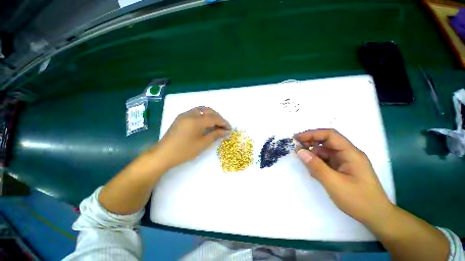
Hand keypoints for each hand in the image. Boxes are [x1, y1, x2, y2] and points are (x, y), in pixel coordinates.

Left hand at [153, 106, 230, 169]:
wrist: (163, 155)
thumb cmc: (184, 151)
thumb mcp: (202, 144)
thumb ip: (215, 135)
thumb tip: (226, 131)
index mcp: (196, 120)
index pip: (214, 118)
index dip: (223, 122)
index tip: (229, 128)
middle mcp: (190, 114)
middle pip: (208, 111)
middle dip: (218, 117)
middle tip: (223, 126)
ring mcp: (184, 115)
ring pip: (201, 110)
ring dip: (210, 115)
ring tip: (215, 124)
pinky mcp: (180, 118)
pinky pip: (195, 113)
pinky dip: (203, 116)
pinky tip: (205, 124)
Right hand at [293, 129, 394, 225]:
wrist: (376, 217)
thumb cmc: (358, 199)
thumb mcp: (334, 183)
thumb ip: (315, 165)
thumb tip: (299, 151)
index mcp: (350, 153)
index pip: (329, 135)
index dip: (312, 134)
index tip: (297, 139)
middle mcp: (348, 154)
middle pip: (326, 142)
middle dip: (310, 143)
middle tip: (297, 150)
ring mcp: (345, 162)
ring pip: (325, 152)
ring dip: (313, 156)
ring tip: (305, 165)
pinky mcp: (342, 169)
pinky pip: (326, 161)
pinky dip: (317, 164)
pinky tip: (313, 172)